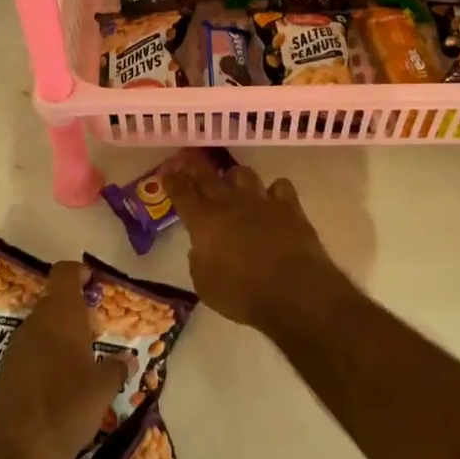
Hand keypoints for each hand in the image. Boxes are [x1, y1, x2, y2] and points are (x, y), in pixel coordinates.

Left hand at [0, 262, 126, 458]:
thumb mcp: (103, 389)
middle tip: (94, 331)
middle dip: (73, 312)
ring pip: (40, 329)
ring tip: (79, 362)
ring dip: (58, 337)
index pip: (64, 273)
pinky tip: (57, 386)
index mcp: (60, 315)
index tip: (92, 281)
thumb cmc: (67, 408)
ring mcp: (14, 347)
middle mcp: (34, 323)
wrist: (16, 452)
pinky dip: (44, 359)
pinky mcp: (3, 372)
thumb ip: (117, 369)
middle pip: (53, 302)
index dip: (78, 272)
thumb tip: (127, 360)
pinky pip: (28, 353)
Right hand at [166, 160, 352, 335]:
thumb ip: (199, 261)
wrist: (292, 291)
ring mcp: (260, 201)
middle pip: (207, 176)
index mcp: (203, 221)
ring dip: (234, 177)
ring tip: (233, 182)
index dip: (172, 182)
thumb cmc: (241, 293)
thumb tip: (201, 249)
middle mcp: (229, 202)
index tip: (167, 174)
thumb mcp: (205, 285)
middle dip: (195, 169)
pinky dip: (274, 191)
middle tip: (189, 165)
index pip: (182, 193)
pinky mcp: (289, 206)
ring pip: (243, 174)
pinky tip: (273, 199)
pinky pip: (280, 186)